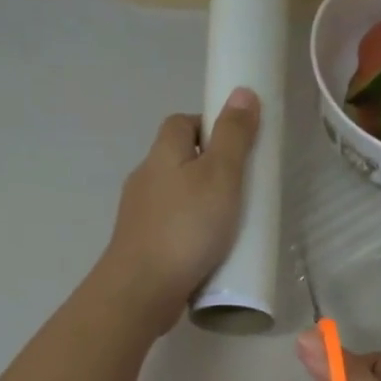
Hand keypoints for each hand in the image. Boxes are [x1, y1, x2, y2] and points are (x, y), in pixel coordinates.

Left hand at [100, 90, 260, 331]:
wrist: (142, 289)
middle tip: (240, 189)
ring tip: (229, 223)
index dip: (208, 126)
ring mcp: (139, 215)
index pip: (181, 122)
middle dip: (207, 168)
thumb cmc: (187, 228)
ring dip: (198, 203)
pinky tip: (207, 251)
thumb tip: (241, 91)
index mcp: (162, 154)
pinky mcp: (141, 246)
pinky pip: (170, 227)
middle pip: (177, 159)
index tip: (236, 147)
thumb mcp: (221, 176)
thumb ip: (233, 136)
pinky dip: (189, 232)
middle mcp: (145, 178)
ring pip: (174, 196)